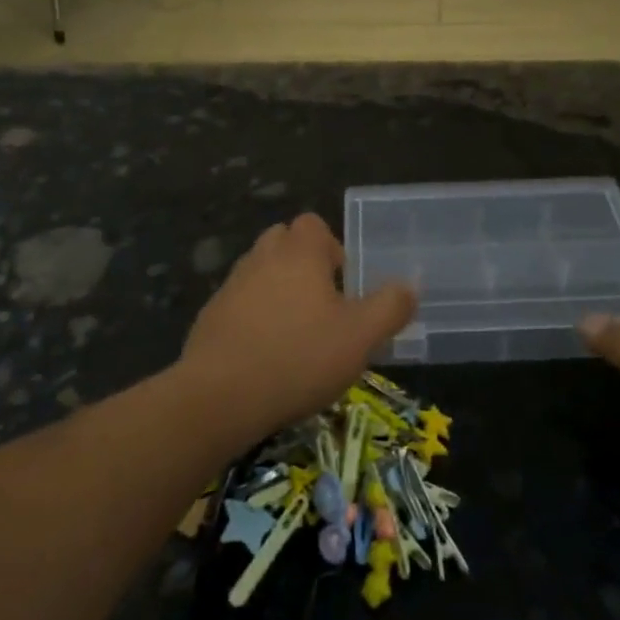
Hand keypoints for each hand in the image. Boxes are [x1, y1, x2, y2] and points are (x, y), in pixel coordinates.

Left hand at [179, 214, 416, 436]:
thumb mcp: (361, 337)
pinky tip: (265, 354)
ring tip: (296, 331)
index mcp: (298, 253)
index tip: (343, 280)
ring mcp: (230, 287)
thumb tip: (409, 286)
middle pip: (282, 241)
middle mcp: (261, 259)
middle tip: (323, 302)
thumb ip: (390, 307)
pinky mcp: (209, 318)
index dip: (331, 245)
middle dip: (302, 262)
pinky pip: (238, 304)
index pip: (312, 224)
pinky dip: (253, 317)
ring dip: (277, 290)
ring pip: (259, 272)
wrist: (220, 396)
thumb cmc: (299, 357)